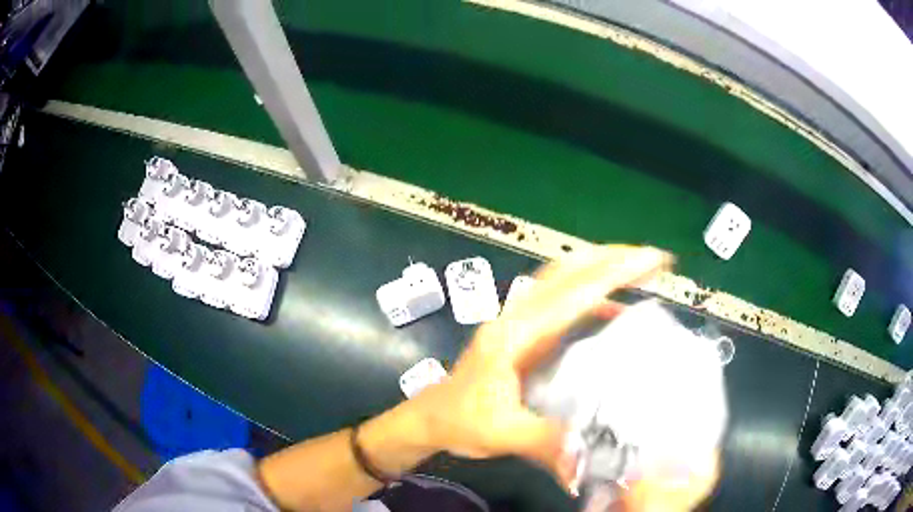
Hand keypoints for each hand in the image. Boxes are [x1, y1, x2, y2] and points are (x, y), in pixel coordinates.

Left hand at [408, 245, 672, 489]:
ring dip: (600, 267)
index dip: (615, 274)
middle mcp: (518, 318)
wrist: (429, 418)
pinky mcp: (523, 334)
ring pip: (562, 279)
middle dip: (611, 257)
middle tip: (653, 257)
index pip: (572, 294)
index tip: (652, 261)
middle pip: (568, 271)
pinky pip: (560, 302)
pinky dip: (590, 295)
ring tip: (638, 268)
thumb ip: (545, 444)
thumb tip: (587, 463)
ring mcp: (519, 323)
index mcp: (515, 335)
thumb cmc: (459, 421)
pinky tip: (612, 308)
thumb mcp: (501, 433)